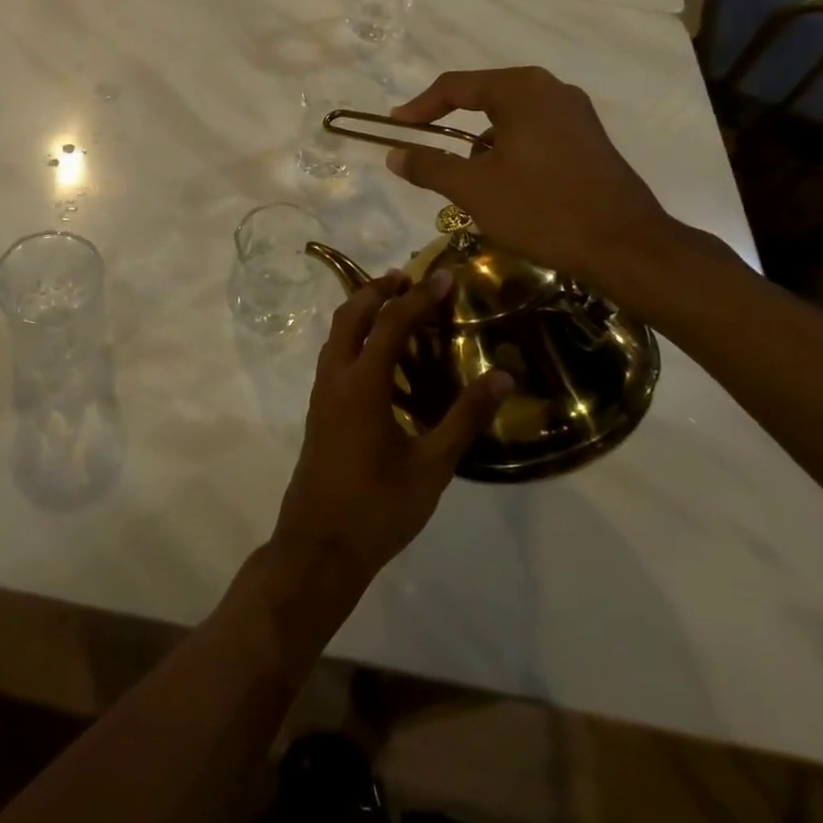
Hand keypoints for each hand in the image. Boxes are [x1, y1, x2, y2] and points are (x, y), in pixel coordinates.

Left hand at [270, 270, 513, 589]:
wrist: (318, 546)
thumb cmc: (378, 508)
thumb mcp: (432, 466)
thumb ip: (465, 418)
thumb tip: (503, 376)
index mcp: (362, 384)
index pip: (391, 323)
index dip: (419, 297)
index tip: (445, 276)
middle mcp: (336, 377)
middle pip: (351, 315)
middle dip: (378, 289)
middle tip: (411, 279)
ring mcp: (322, 393)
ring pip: (337, 333)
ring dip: (363, 310)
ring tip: (396, 304)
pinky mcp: (319, 409)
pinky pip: (335, 354)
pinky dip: (355, 336)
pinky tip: (380, 355)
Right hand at [385, 66, 680, 297]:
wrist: (624, 246)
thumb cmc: (542, 209)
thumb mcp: (473, 189)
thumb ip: (429, 167)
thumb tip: (394, 154)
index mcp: (521, 90)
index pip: (455, 86)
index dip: (419, 107)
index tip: (394, 126)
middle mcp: (550, 89)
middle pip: (484, 97)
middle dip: (450, 123)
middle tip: (424, 146)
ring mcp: (575, 113)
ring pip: (510, 118)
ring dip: (481, 142)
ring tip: (467, 180)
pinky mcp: (588, 139)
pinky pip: (534, 133)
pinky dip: (509, 150)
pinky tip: (506, 185)